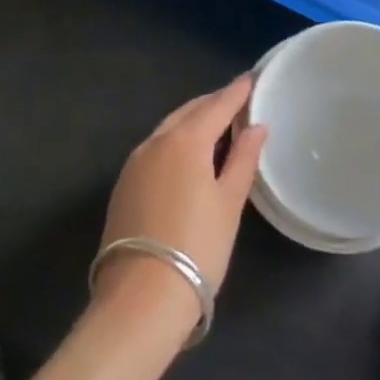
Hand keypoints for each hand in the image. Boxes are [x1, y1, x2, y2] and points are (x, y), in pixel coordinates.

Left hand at [92, 76, 266, 331]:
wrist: (140, 299)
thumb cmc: (197, 248)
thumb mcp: (229, 203)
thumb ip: (243, 160)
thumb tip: (256, 127)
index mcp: (186, 141)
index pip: (216, 106)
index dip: (236, 92)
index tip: (251, 79)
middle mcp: (156, 142)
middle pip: (188, 112)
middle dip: (212, 103)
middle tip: (236, 100)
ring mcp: (134, 164)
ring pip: (168, 129)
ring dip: (192, 121)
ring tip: (215, 125)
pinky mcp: (123, 186)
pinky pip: (155, 148)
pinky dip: (175, 141)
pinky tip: (187, 154)